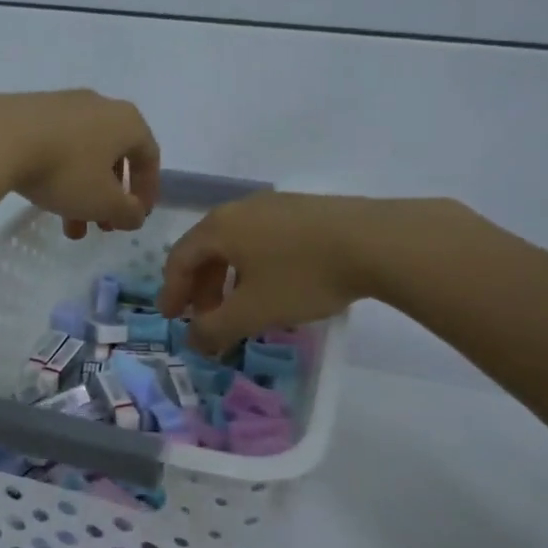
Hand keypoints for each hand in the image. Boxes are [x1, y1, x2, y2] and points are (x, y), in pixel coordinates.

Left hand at [0, 90, 160, 237]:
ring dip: (82, 193)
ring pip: (83, 155)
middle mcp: (99, 105)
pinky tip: (44, 199)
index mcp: (126, 121)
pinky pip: (56, 146)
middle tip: (102, 227)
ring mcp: (62, 104)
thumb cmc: (64, 170)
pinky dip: (59, 175)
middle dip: (110, 197)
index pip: (149, 157)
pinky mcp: (29, 110)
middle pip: (114, 157)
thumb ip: (127, 212)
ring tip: (69, 228)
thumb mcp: (103, 202)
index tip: (136, 217)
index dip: (147, 191)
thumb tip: (135, 214)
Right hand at [158, 193, 469, 352]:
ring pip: (237, 244)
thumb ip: (215, 329)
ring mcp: (275, 206)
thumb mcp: (253, 311)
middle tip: (205, 318)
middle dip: (201, 287)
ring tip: (239, 307)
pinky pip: (263, 240)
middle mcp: (241, 209)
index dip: (172, 291)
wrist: (376, 242)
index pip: (181, 258)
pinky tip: (273, 287)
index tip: (172, 318)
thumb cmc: (303, 276)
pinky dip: (254, 266)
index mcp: (220, 227)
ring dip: (228, 278)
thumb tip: (193, 341)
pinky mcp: (304, 211)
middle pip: (207, 249)